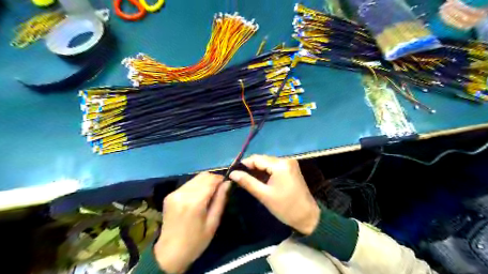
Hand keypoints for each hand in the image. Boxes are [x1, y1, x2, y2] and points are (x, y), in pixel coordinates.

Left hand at [154, 173, 230, 272]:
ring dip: (204, 182)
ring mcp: (174, 193)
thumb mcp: (213, 223)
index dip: (221, 179)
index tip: (226, 185)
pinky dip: (196, 186)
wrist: (169, 254)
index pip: (211, 180)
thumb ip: (220, 200)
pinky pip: (187, 184)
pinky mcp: (170, 195)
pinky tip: (198, 197)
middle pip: (203, 176)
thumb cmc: (196, 241)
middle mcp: (183, 193)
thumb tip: (228, 183)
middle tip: (219, 190)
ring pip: (195, 178)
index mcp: (195, 202)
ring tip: (208, 195)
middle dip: (213, 180)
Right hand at [230, 154, 320, 235]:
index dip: (244, 164)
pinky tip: (258, 179)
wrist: (307, 217)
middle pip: (262, 159)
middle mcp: (285, 160)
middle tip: (238, 177)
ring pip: (267, 163)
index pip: (257, 159)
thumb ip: (247, 182)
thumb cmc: (285, 207)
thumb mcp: (264, 195)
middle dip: (250, 167)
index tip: (233, 172)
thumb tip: (232, 174)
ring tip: (246, 179)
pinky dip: (265, 172)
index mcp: (280, 165)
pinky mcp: (290, 169)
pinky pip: (274, 167)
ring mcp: (289, 164)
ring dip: (257, 170)